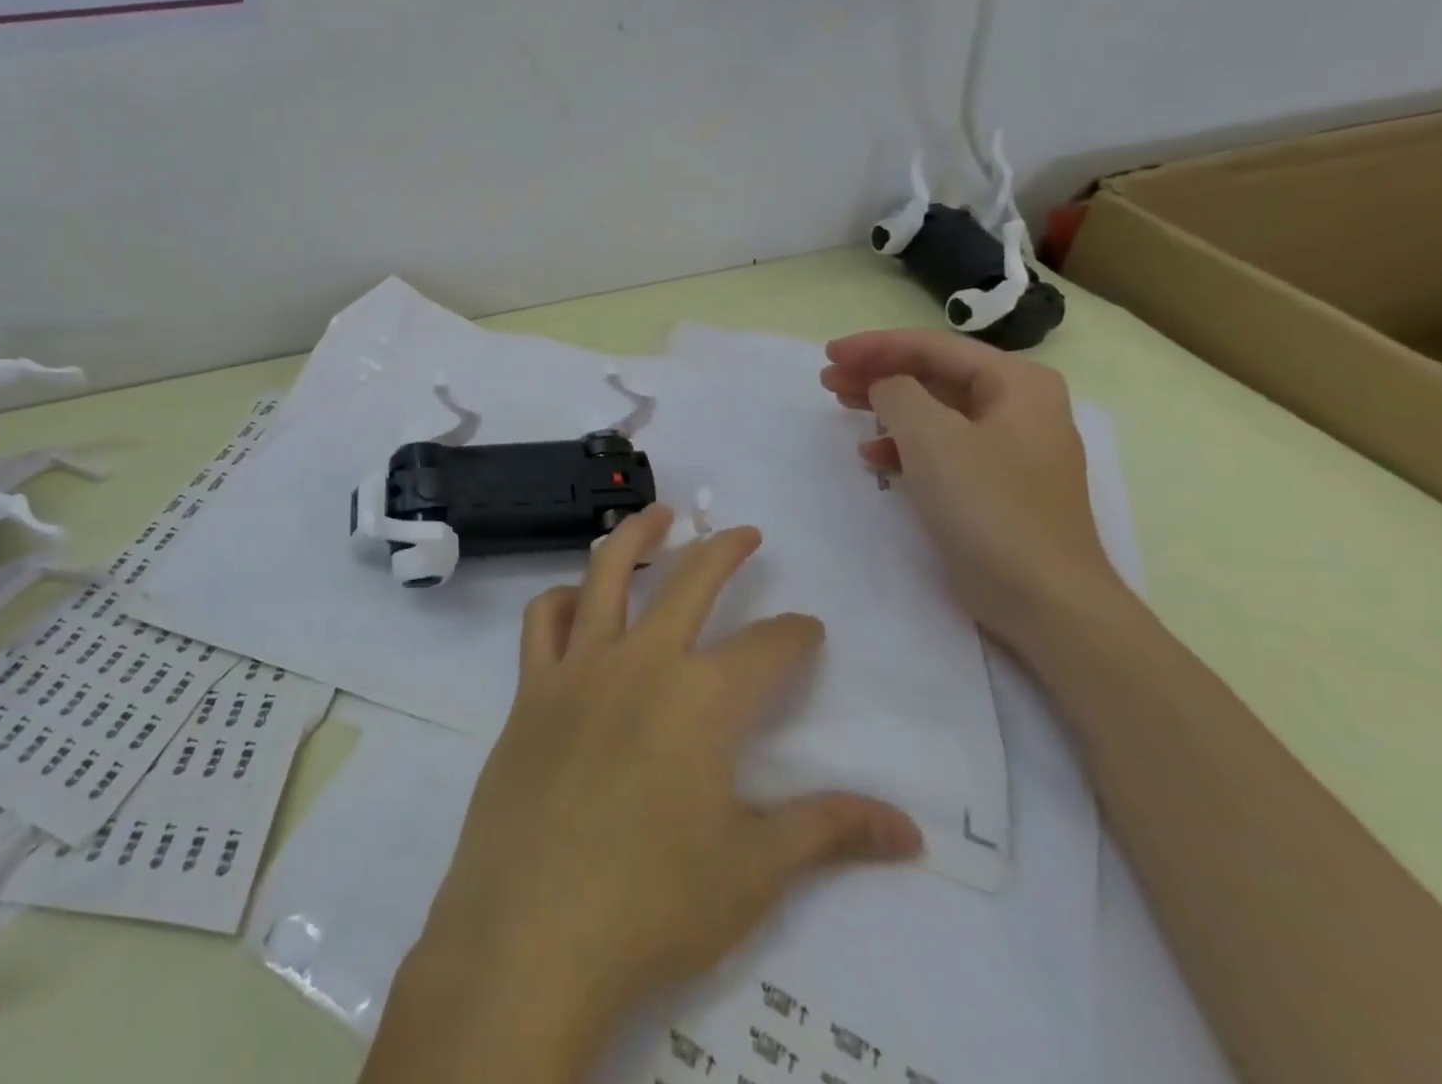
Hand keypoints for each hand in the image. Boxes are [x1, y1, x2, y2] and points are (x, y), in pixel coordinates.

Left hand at [377, 508, 919, 1083]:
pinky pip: (543, 621)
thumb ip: (828, 831)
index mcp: (704, 698)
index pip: (769, 648)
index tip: (808, 629)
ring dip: (634, 536)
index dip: (796, 635)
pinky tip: (575, 599)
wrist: (534, 927)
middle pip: (691, 582)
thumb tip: (910, 829)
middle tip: (743, 531)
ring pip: (605, 574)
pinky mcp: (532, 688)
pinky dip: (561, 599)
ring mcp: (579, 668)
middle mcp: (642, 661)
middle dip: (724, 549)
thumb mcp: (755, 870)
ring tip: (654, 514)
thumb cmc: (654, 902)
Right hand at [820, 328, 1131, 650]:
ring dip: (885, 405)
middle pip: (933, 374)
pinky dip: (903, 444)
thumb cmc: (988, 504)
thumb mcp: (931, 436)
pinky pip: (940, 445)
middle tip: (828, 378)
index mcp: (1017, 383)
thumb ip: (897, 393)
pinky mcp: (993, 483)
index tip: (829, 353)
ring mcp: (1008, 447)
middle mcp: (1018, 406)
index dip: (876, 345)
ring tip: (841, 405)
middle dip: (878, 372)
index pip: (933, 347)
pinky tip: (872, 456)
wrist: (1042, 596)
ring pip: (934, 409)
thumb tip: (885, 386)